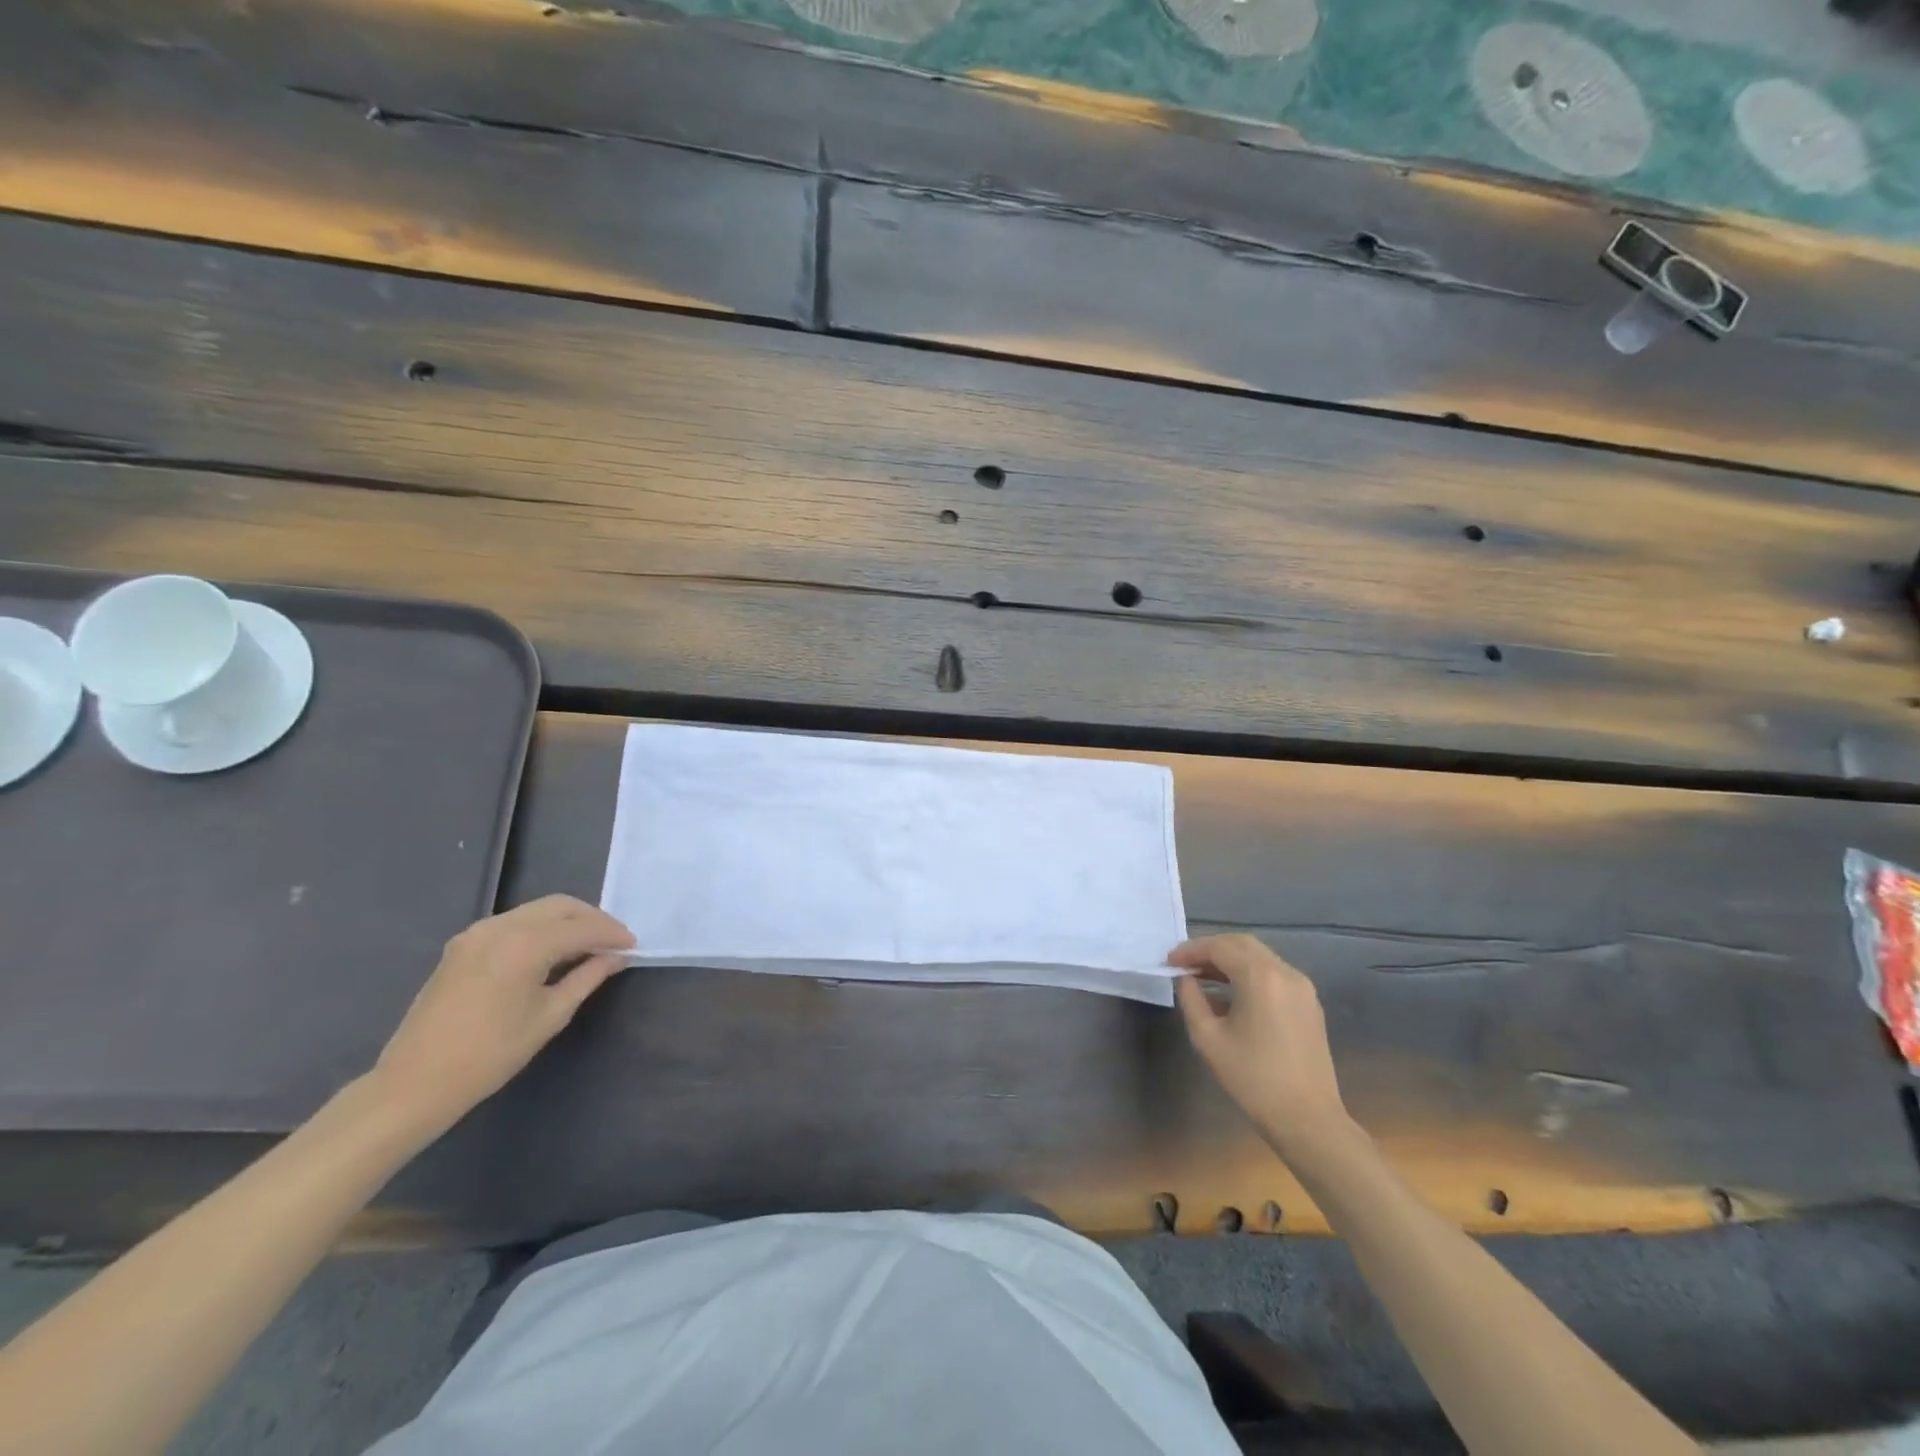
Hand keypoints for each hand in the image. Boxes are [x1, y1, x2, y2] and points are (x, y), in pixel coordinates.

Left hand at [371, 895, 634, 1137]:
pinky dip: (541, 928)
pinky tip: (552, 951)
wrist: (414, 1083)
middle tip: (613, 942)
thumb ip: (587, 978)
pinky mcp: (463, 944)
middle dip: (592, 919)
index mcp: (524, 945)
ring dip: (567, 921)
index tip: (633, 946)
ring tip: (587, 946)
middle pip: (560, 906)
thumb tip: (616, 957)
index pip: (582, 927)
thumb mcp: (549, 1016)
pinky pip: (514, 922)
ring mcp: (477, 933)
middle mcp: (500, 927)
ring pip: (537, 910)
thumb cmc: (490, 1055)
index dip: (612, 934)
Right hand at [1172, 934, 1353, 1161]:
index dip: (1190, 950)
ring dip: (1230, 961)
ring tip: (1202, 977)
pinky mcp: (1309, 1004)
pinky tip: (1231, 995)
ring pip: (1259, 957)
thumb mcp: (1208, 1038)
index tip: (1169, 961)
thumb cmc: (1253, 1079)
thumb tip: (1186, 979)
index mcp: (1260, 977)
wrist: (1308, 1119)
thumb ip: (1191, 999)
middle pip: (1241, 944)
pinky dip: (1249, 974)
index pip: (1219, 948)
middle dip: (1210, 950)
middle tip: (1184, 964)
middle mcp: (1285, 972)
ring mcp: (1302, 987)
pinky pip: (1273, 975)